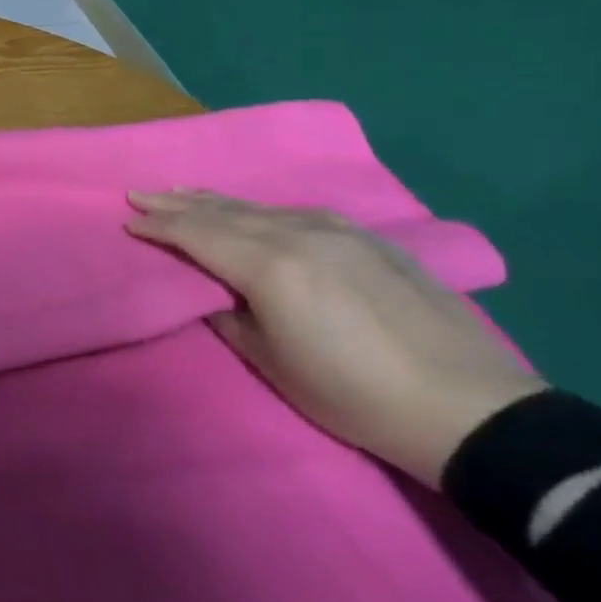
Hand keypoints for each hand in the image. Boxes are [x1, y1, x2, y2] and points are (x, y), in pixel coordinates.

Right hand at [127, 191, 543, 488]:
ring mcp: (339, 231)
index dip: (160, 228)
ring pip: (260, 207)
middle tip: (141, 194)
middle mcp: (299, 234)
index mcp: (270, 267)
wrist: (471, 409)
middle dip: (178, 203)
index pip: (198, 235)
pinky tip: (254, 211)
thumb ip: (230, 317)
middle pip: (224, 212)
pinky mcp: (369, 239)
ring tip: (185, 192)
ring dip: (216, 200)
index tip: (129, 222)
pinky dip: (260, 209)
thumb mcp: (272, 363)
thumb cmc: (354, 395)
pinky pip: (297, 213)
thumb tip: (213, 292)